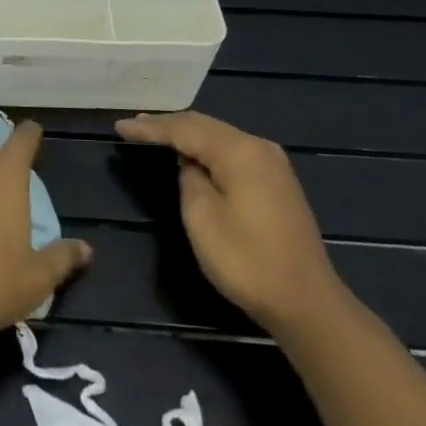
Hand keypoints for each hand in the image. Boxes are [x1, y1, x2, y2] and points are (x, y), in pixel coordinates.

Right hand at [115, 110, 342, 333]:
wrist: (305, 301)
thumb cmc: (247, 260)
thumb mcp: (202, 218)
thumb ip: (189, 178)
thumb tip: (190, 164)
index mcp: (239, 151)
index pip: (184, 130)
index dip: (150, 128)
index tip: (120, 127)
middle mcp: (258, 147)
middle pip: (204, 125)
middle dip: (167, 124)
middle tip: (133, 124)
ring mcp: (271, 163)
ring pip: (219, 136)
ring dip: (186, 133)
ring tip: (155, 131)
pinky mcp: (276, 181)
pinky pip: (232, 150)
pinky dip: (206, 146)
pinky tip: (190, 151)